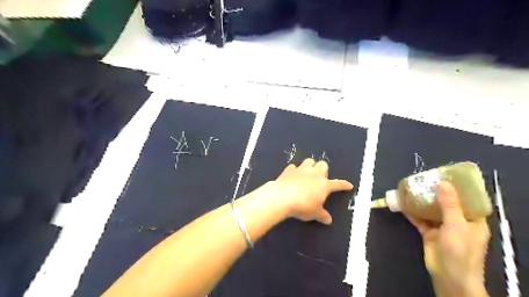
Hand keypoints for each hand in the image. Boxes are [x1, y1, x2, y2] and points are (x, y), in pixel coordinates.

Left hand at [270, 158, 351, 223]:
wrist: (283, 197)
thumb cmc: (303, 206)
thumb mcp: (315, 213)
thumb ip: (322, 215)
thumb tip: (329, 220)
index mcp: (324, 185)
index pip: (338, 184)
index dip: (344, 185)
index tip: (349, 185)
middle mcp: (314, 174)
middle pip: (323, 164)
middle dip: (323, 169)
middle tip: (320, 178)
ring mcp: (301, 170)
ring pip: (309, 161)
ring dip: (310, 166)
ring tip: (307, 173)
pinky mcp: (289, 170)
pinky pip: (293, 167)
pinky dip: (294, 170)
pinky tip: (292, 176)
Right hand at [406, 182, 491, 295]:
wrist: (448, 275)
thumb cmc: (460, 251)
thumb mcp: (456, 225)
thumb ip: (449, 204)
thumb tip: (443, 183)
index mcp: (472, 220)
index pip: (468, 200)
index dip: (459, 187)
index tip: (447, 175)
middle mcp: (458, 222)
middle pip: (447, 203)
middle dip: (436, 192)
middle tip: (425, 179)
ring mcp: (442, 228)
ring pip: (431, 210)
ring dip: (422, 201)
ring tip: (412, 187)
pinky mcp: (429, 233)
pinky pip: (420, 219)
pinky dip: (412, 212)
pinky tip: (403, 203)